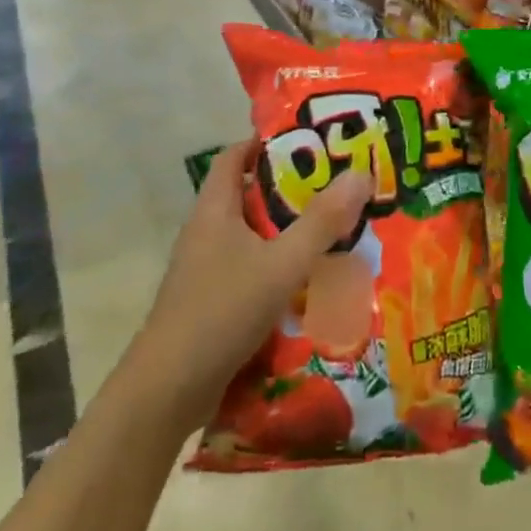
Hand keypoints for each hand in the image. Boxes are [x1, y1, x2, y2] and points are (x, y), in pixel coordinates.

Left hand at [135, 140, 371, 429]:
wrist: (168, 390)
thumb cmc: (222, 312)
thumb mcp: (281, 264)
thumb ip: (323, 222)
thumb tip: (362, 172)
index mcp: (214, 210)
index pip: (234, 157)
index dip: (266, 143)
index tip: (309, 140)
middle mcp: (206, 232)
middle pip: (248, 194)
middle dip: (290, 188)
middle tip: (336, 184)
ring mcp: (206, 268)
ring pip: (252, 235)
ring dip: (287, 229)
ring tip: (332, 227)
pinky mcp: (211, 299)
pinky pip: (250, 267)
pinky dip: (277, 264)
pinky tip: (308, 278)